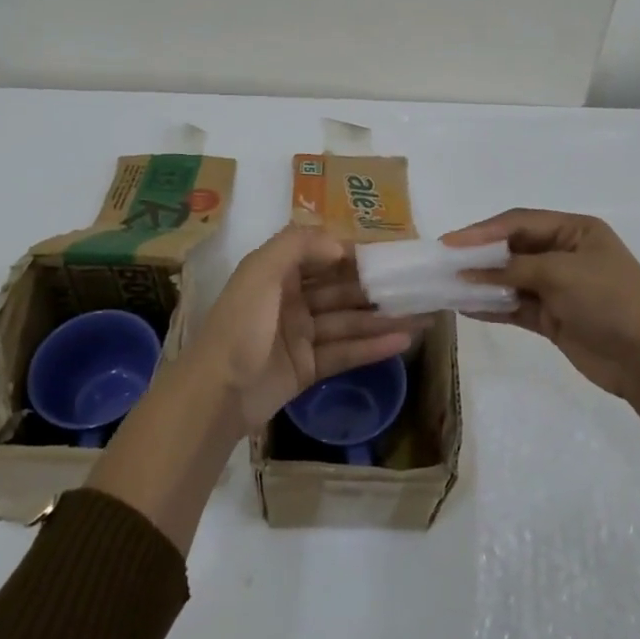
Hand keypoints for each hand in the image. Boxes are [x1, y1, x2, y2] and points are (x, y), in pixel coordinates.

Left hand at [190, 225, 428, 428]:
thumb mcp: (260, 271)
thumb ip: (299, 245)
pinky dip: (373, 346)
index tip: (393, 253)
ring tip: (423, 315)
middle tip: (418, 286)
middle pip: (341, 289)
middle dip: (377, 287)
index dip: (357, 253)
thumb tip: (342, 245)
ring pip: (348, 321)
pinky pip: (345, 352)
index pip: (324, 255)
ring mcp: (300, 336)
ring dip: (383, 318)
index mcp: (277, 272)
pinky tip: (404, 340)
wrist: (216, 393)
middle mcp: (290, 299)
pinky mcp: (308, 368)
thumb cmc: (240, 324)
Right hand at [442, 209, 639, 400]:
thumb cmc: (609, 299)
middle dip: (478, 255)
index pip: (519, 222)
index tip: (449, 242)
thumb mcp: (561, 273)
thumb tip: (468, 270)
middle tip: (442, 262)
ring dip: (481, 282)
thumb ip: (513, 269)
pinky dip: (492, 306)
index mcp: (574, 230)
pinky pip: (515, 306)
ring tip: (446, 285)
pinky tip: (465, 307)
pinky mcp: (553, 318)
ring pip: (510, 279)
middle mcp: (564, 253)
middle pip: (512, 248)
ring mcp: (558, 287)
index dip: (482, 231)